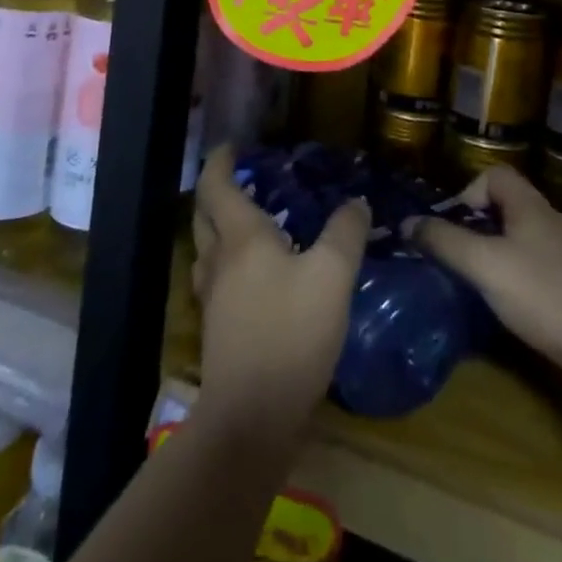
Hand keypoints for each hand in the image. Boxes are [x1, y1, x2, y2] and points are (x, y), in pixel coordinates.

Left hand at [191, 145, 370, 438]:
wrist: (252, 417)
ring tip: (256, 220)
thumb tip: (355, 202)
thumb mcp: (332, 275)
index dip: (221, 161)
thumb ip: (345, 232)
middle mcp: (218, 261)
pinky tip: (261, 272)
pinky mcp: (220, 327)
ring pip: (209, 247)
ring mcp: (213, 297)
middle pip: (205, 214)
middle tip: (246, 178)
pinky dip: (233, 259)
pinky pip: (219, 276)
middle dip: (219, 190)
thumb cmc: (290, 333)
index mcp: (240, 239)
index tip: (233, 144)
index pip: (217, 186)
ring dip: (224, 226)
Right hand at [412, 166, 561, 388]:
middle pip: (507, 206)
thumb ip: (445, 242)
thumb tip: (407, 223)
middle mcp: (551, 221)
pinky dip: (516, 276)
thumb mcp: (485, 265)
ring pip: (521, 238)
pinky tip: (511, 305)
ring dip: (495, 253)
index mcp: (531, 207)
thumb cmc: (544, 295)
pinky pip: (536, 265)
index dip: (469, 192)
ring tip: (478, 283)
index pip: (496, 175)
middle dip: (477, 226)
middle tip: (458, 258)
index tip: (455, 227)